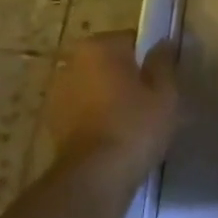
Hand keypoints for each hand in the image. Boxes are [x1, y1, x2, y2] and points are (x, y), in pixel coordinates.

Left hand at [41, 31, 178, 191]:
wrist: (94, 176)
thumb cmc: (135, 125)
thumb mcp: (165, 92)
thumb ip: (163, 62)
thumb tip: (162, 43)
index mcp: (99, 47)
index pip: (132, 41)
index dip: (150, 59)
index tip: (162, 81)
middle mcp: (72, 62)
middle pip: (110, 63)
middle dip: (127, 77)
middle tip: (150, 101)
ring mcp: (57, 92)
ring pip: (95, 87)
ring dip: (109, 97)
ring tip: (133, 123)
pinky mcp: (52, 122)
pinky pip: (83, 110)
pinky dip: (96, 117)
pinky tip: (114, 137)